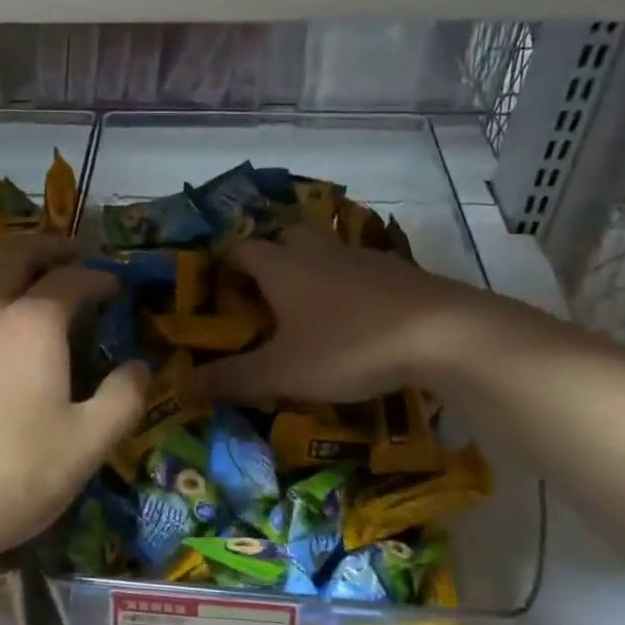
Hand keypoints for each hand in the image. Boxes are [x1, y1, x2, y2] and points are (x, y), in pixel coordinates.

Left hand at [0, 236, 148, 572]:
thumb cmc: (9, 477)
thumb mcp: (86, 446)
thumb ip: (123, 400)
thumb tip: (138, 367)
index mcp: (31, 324)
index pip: (71, 279)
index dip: (99, 276)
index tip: (116, 284)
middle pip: (14, 254)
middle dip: (48, 246)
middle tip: (73, 252)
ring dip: (14, 277)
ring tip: (39, 301)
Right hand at [199, 225, 494, 404]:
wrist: (442, 334)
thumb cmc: (348, 347)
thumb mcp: (282, 372)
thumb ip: (231, 379)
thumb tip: (182, 387)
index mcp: (283, 268)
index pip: (242, 250)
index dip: (228, 266)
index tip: (223, 289)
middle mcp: (318, 252)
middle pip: (287, 236)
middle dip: (272, 257)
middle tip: (267, 293)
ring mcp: (362, 257)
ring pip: (327, 249)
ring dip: (313, 267)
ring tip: (311, 306)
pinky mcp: (399, 271)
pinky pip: (362, 268)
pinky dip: (350, 284)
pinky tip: (358, 316)